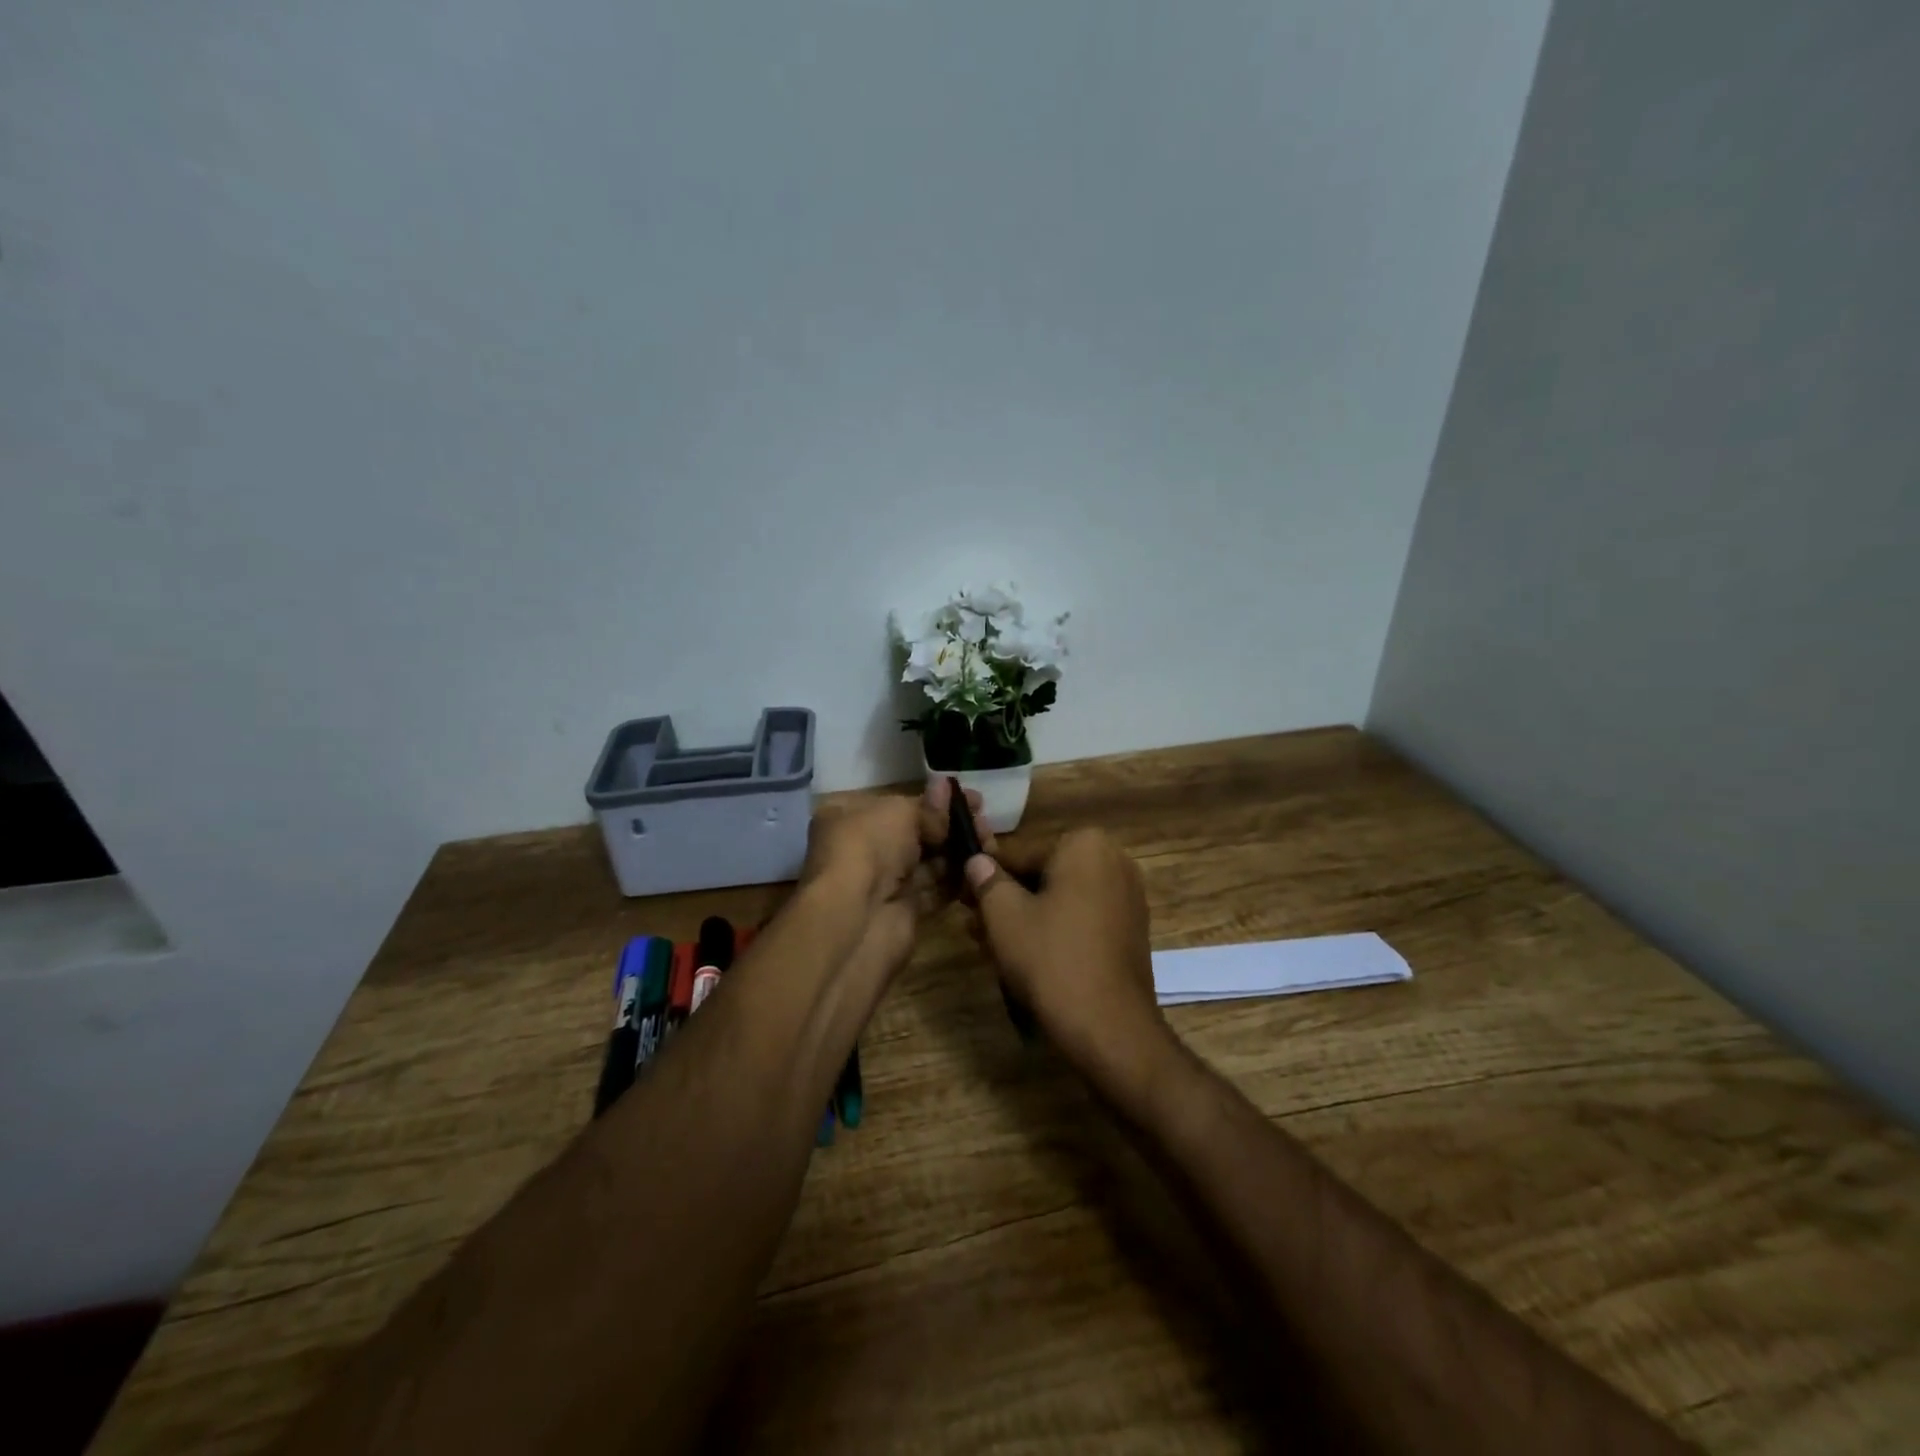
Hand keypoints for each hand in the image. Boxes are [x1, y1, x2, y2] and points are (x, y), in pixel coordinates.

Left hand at [799, 780, 990, 910]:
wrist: (855, 918)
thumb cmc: (868, 847)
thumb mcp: (899, 812)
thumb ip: (928, 806)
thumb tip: (947, 787)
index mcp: (849, 817)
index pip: (897, 804)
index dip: (934, 800)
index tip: (970, 799)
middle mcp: (863, 849)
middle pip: (915, 834)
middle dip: (950, 827)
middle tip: (984, 823)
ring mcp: (882, 883)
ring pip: (928, 863)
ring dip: (958, 853)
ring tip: (989, 844)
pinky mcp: (902, 911)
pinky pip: (934, 891)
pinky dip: (956, 881)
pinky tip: (980, 869)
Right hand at [962, 829, 1172, 1083]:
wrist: (1110, 1027)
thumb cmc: (1052, 959)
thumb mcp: (1004, 916)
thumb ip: (987, 880)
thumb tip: (977, 861)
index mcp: (1086, 844)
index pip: (1020, 854)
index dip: (986, 877)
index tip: (962, 898)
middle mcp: (1114, 861)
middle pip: (1043, 875)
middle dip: (1007, 899)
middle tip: (974, 925)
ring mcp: (1128, 896)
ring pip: (1061, 899)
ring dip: (1026, 917)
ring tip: (991, 945)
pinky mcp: (1131, 930)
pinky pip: (1082, 919)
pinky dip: (1055, 930)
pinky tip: (1026, 956)